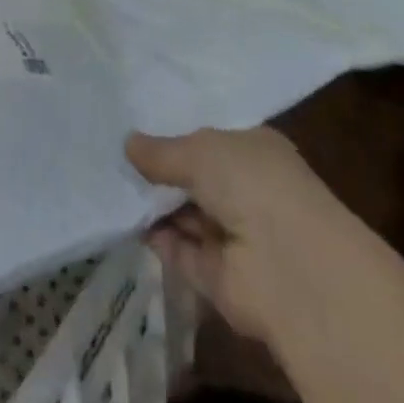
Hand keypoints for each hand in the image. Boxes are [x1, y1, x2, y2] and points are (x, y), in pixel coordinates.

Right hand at [127, 126, 358, 344]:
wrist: (290, 269)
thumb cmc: (253, 183)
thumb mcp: (200, 150)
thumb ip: (162, 151)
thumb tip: (128, 143)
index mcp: (255, 151)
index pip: (214, 138)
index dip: (179, 132)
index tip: (140, 124)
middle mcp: (249, 191)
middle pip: (197, 177)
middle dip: (161, 169)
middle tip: (117, 153)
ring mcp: (236, 236)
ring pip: (187, 214)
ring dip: (155, 204)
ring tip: (113, 183)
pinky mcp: (221, 278)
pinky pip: (182, 251)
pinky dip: (157, 238)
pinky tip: (126, 219)